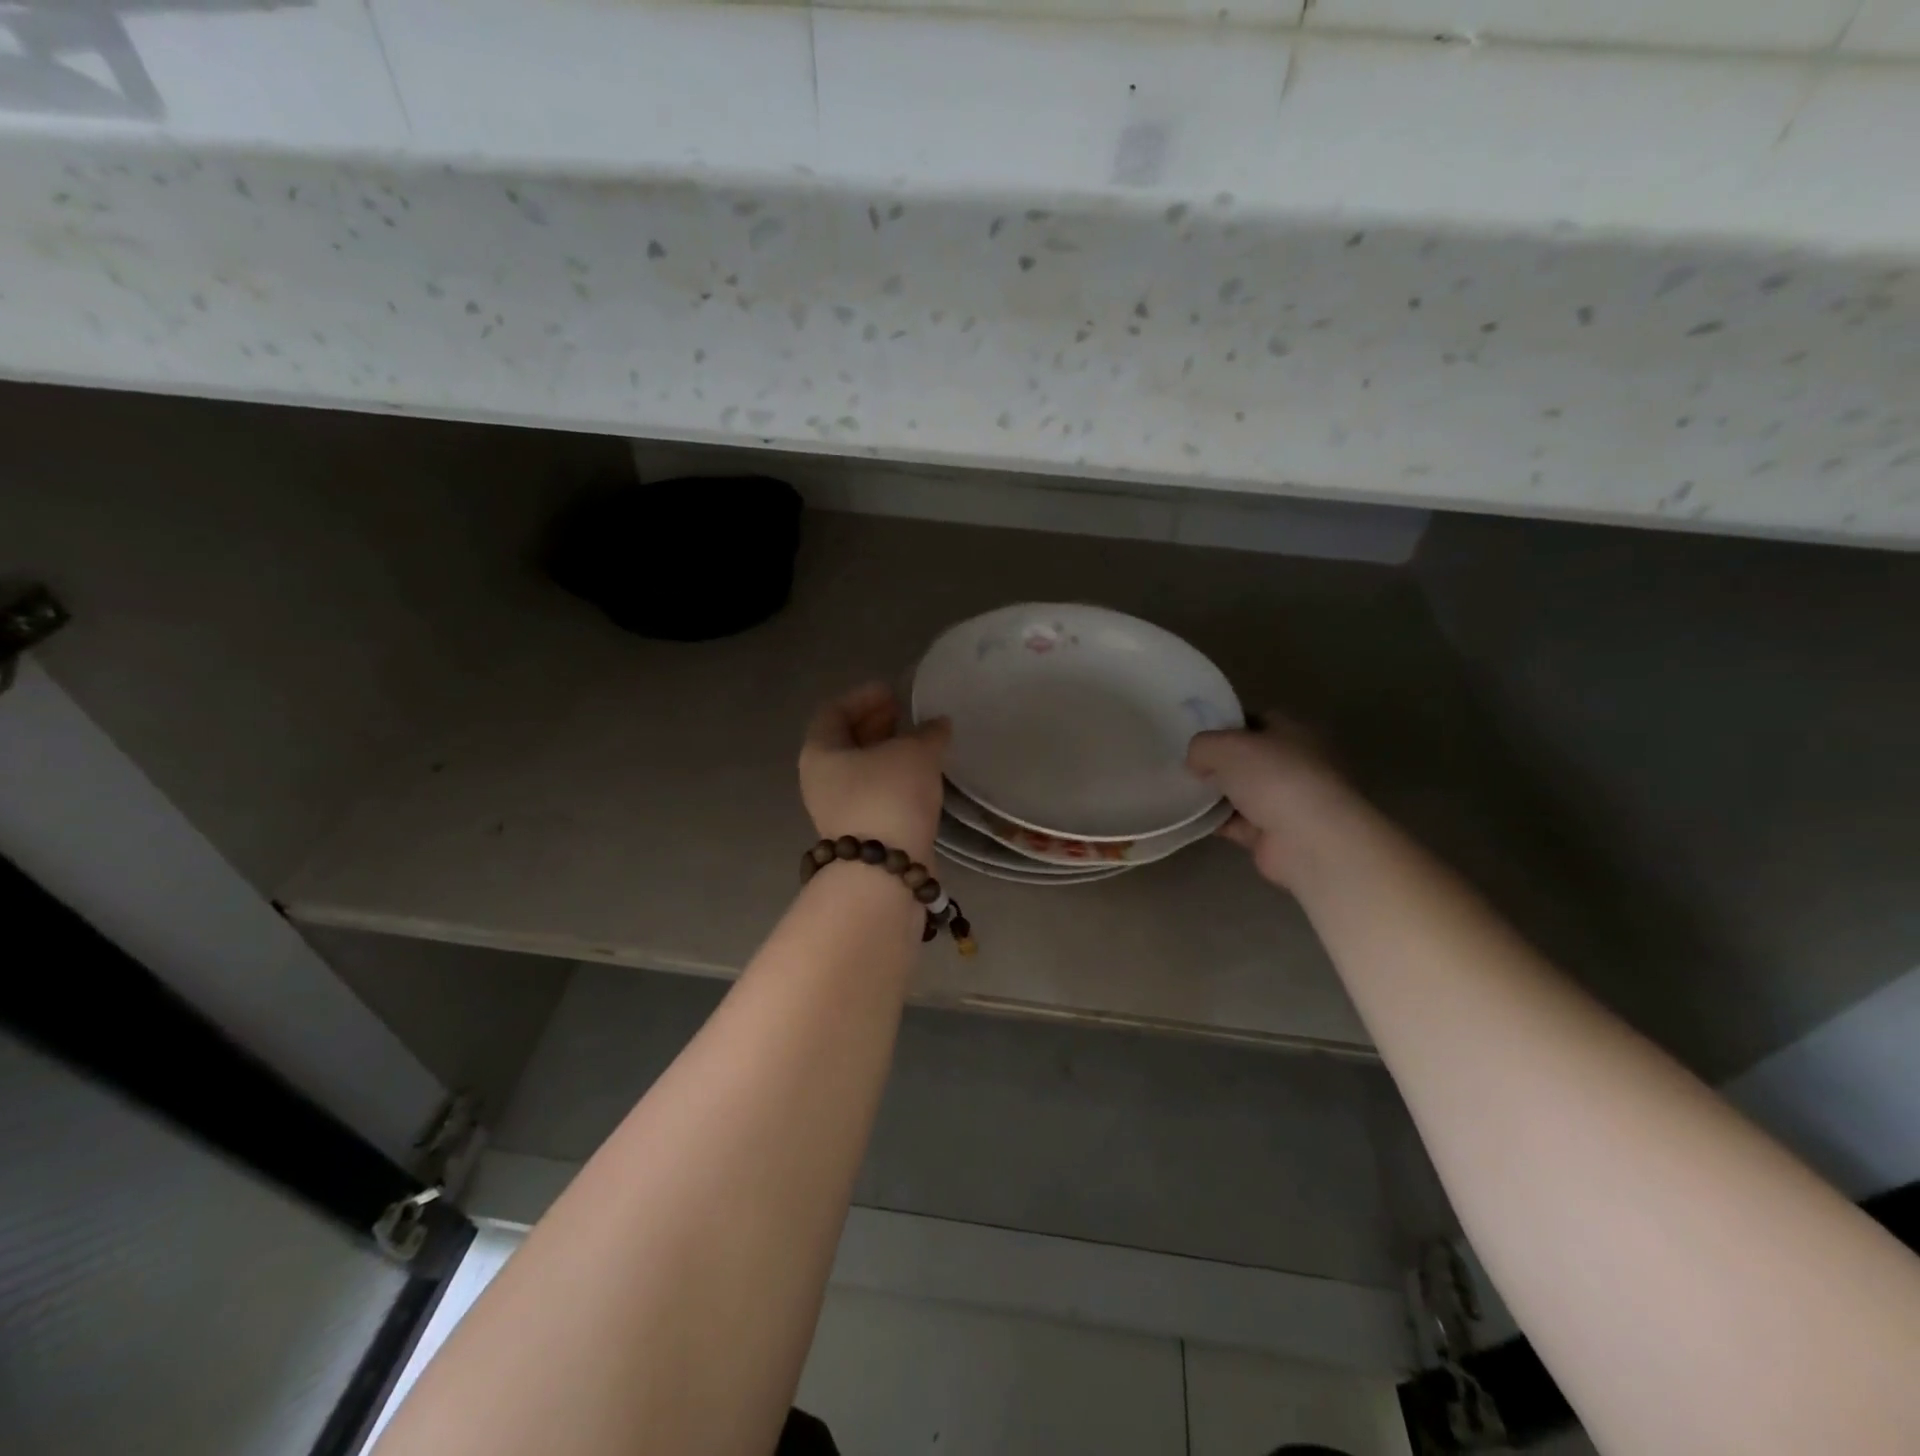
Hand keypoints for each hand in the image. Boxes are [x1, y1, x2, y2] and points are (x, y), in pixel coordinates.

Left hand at [800, 683, 950, 864]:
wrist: (885, 873)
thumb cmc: (889, 797)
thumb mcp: (914, 753)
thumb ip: (927, 733)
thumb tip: (937, 725)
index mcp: (821, 753)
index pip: (833, 711)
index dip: (863, 697)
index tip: (893, 692)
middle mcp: (822, 781)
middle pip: (845, 741)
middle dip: (876, 725)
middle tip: (905, 714)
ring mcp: (839, 810)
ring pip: (862, 771)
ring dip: (888, 754)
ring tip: (919, 743)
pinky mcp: (861, 833)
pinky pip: (876, 794)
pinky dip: (895, 779)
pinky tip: (921, 777)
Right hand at [1186, 715, 1360, 888]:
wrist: (1309, 841)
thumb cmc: (1274, 778)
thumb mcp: (1226, 746)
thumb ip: (1203, 746)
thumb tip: (1197, 761)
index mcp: (1293, 732)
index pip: (1255, 720)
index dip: (1225, 725)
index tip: (1195, 735)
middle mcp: (1294, 764)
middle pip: (1247, 759)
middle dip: (1217, 763)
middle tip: (1183, 764)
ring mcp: (1286, 802)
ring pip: (1241, 792)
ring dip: (1215, 794)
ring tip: (1179, 792)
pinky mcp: (1274, 835)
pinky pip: (1237, 823)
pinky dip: (1216, 822)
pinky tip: (1190, 819)